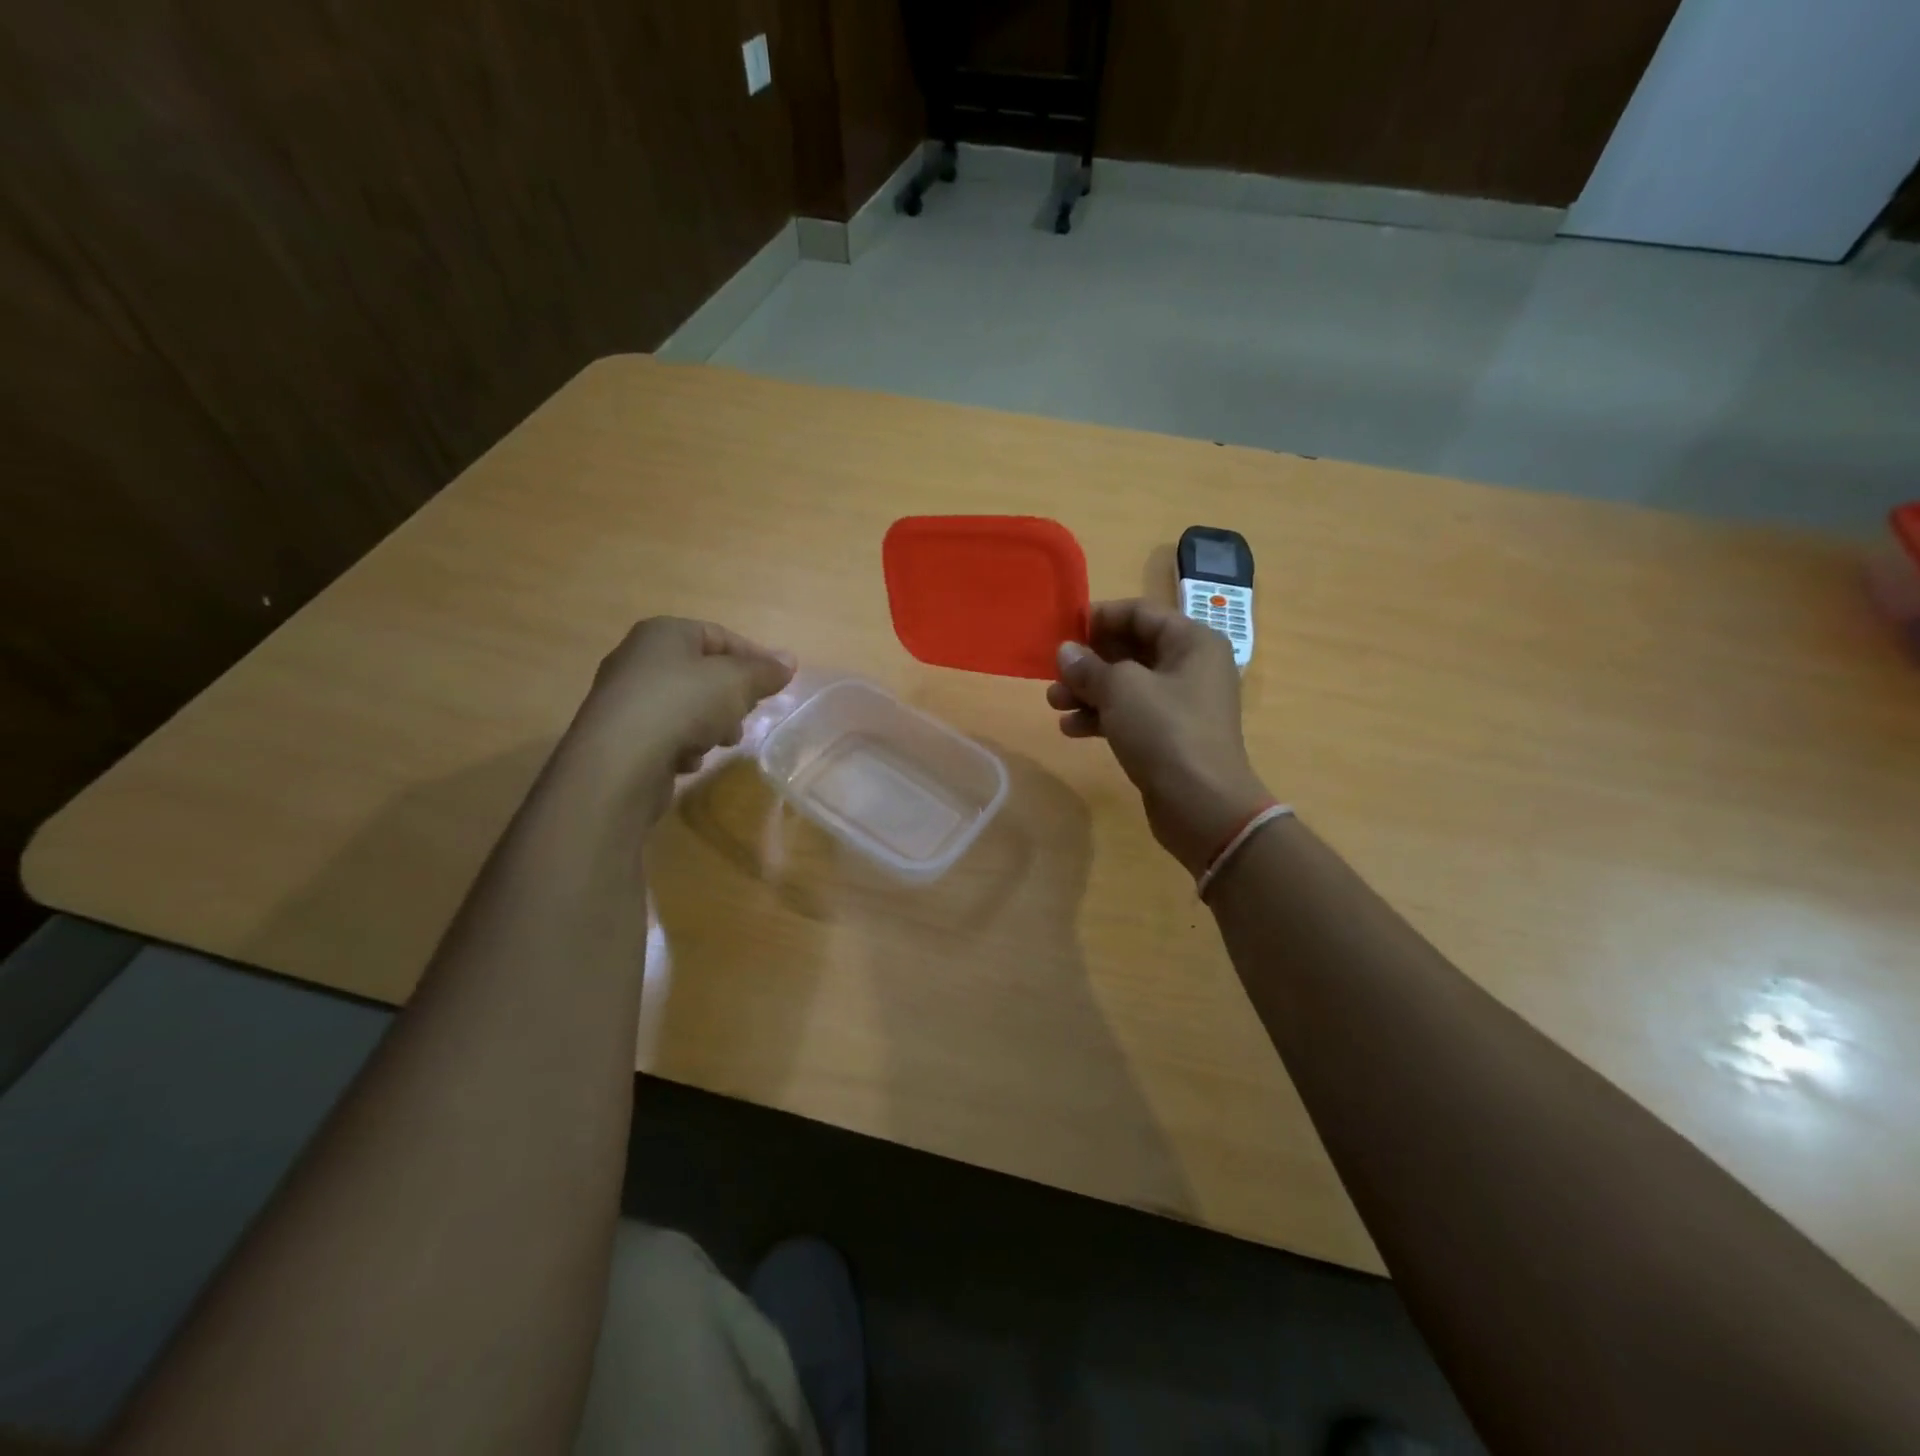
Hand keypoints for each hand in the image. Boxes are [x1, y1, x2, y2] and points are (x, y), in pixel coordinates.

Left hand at [565, 617, 793, 820]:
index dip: (754, 657)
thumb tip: (789, 661)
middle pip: (703, 673)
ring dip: (710, 725)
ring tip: (719, 742)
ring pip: (687, 706)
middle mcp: (639, 658)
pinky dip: (682, 746)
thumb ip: (765, 671)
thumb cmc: (683, 704)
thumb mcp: (736, 682)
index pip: (719, 636)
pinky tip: (687, 761)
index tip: (779, 682)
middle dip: (731, 698)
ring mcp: (626, 698)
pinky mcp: (621, 736)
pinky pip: (665, 734)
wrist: (619, 762)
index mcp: (664, 633)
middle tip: (746, 716)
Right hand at [1047, 600, 1271, 875]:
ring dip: (1088, 691)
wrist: (1202, 805)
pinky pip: (1130, 714)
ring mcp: (1181, 704)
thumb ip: (1089, 666)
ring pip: (1126, 685)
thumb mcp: (1121, 690)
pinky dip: (1101, 717)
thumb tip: (1065, 652)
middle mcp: (1190, 666)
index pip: (1141, 612)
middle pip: (1131, 649)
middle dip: (1089, 660)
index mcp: (1191, 641)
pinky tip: (1070, 729)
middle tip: (1054, 672)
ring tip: (1054, 703)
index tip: (1064, 630)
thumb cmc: (1165, 731)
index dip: (1100, 617)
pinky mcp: (1169, 736)